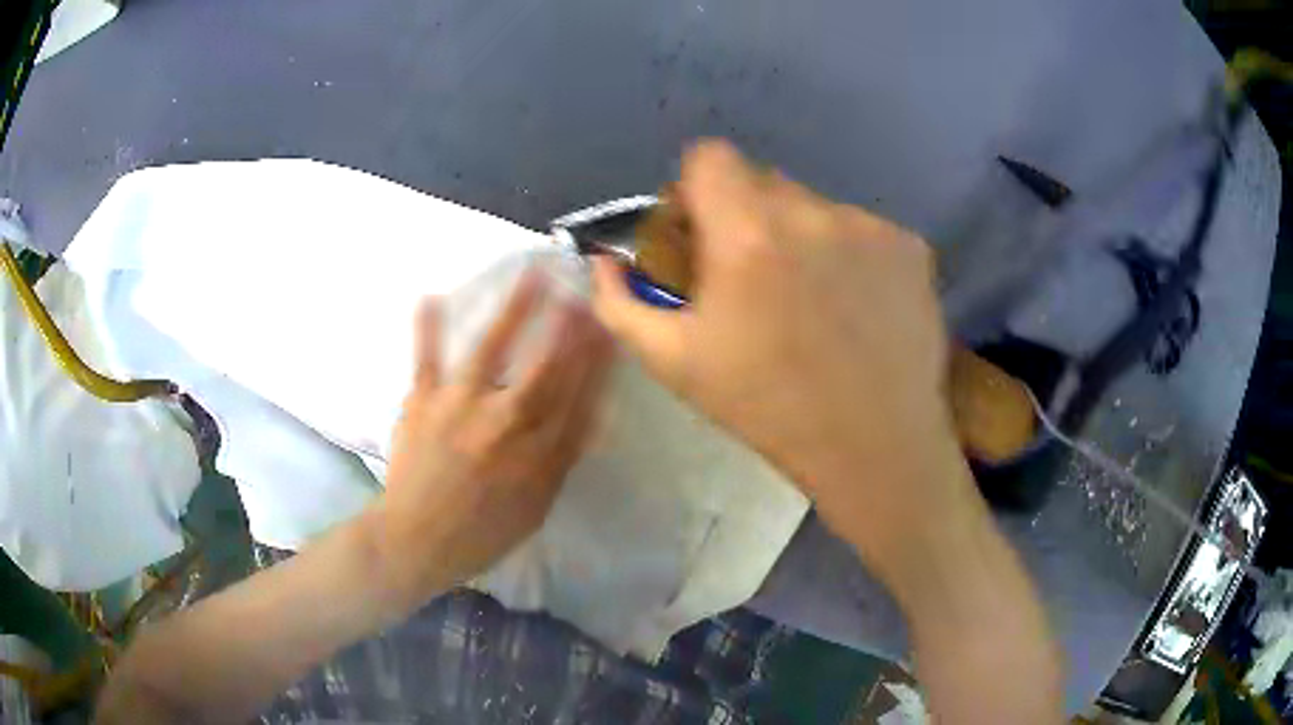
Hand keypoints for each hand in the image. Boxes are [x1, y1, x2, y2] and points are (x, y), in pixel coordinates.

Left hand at [373, 274, 614, 607]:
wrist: (418, 540)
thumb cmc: (482, 530)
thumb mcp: (537, 506)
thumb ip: (561, 459)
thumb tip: (589, 415)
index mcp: (538, 454)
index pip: (578, 397)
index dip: (597, 359)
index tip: (609, 327)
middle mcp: (505, 424)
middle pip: (545, 368)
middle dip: (568, 326)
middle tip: (584, 290)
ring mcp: (461, 408)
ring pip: (492, 351)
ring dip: (515, 310)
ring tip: (532, 275)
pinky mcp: (423, 403)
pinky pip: (426, 360)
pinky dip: (428, 329)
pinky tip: (430, 296)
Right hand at [592, 140, 969, 566]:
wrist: (874, 447)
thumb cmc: (767, 408)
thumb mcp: (674, 363)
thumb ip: (620, 303)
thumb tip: (605, 262)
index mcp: (749, 233)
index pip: (710, 157)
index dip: (696, 189)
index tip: (701, 234)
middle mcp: (814, 212)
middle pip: (763, 182)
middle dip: (747, 219)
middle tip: (755, 280)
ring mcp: (870, 226)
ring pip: (816, 209)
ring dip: (802, 239)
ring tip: (813, 304)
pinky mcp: (911, 247)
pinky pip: (863, 232)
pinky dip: (851, 257)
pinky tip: (856, 310)